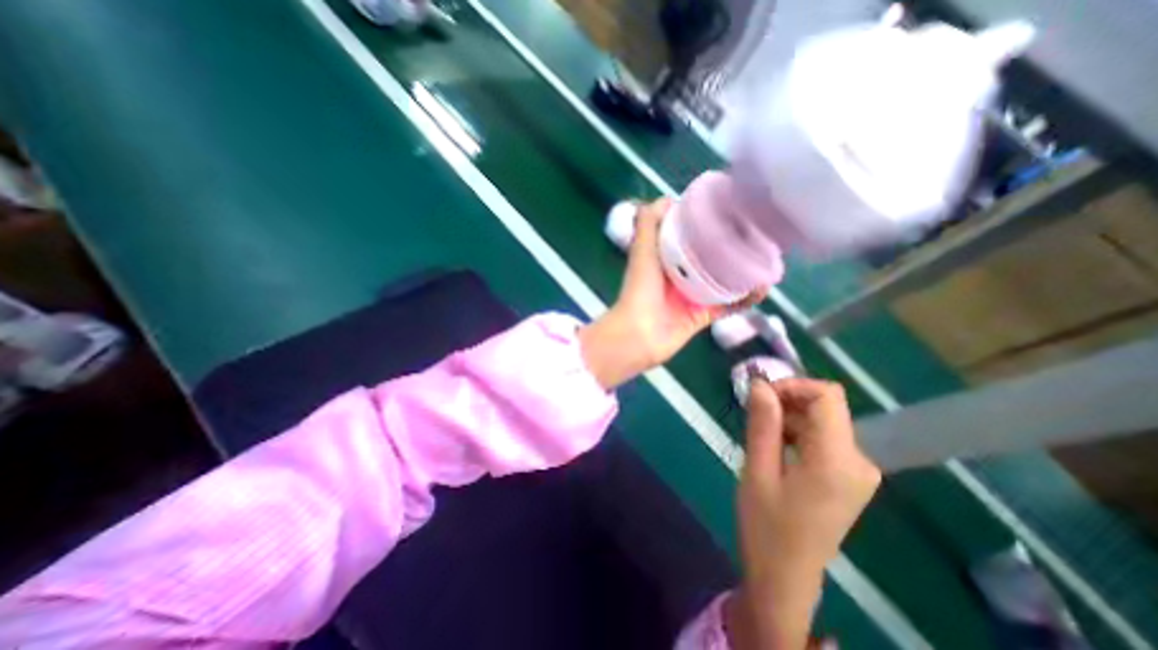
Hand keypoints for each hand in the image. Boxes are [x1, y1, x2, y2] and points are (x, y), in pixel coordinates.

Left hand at [579, 197, 767, 390]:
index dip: (708, 222)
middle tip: (759, 233)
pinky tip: (762, 288)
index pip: (690, 235)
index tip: (732, 209)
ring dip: (744, 271)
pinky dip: (744, 298)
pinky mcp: (703, 315)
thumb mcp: (642, 251)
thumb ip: (647, 224)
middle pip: (711, 256)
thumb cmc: (639, 290)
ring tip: (767, 259)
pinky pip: (728, 304)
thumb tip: (666, 199)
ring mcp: (693, 296)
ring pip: (723, 279)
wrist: (638, 335)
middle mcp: (681, 274)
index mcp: (666, 257)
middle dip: (732, 246)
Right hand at [726, 379, 882, 646]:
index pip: (827, 396)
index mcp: (837, 460)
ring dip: (790, 416)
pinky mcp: (849, 477)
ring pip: (824, 420)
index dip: (792, 385)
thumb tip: (760, 383)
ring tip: (761, 434)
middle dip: (787, 400)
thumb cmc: (766, 525)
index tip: (760, 395)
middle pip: (826, 406)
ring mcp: (858, 471)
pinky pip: (824, 437)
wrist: (786, 576)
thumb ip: (763, 424)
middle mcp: (859, 461)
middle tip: (754, 414)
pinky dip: (798, 431)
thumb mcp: (757, 470)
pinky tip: (776, 447)